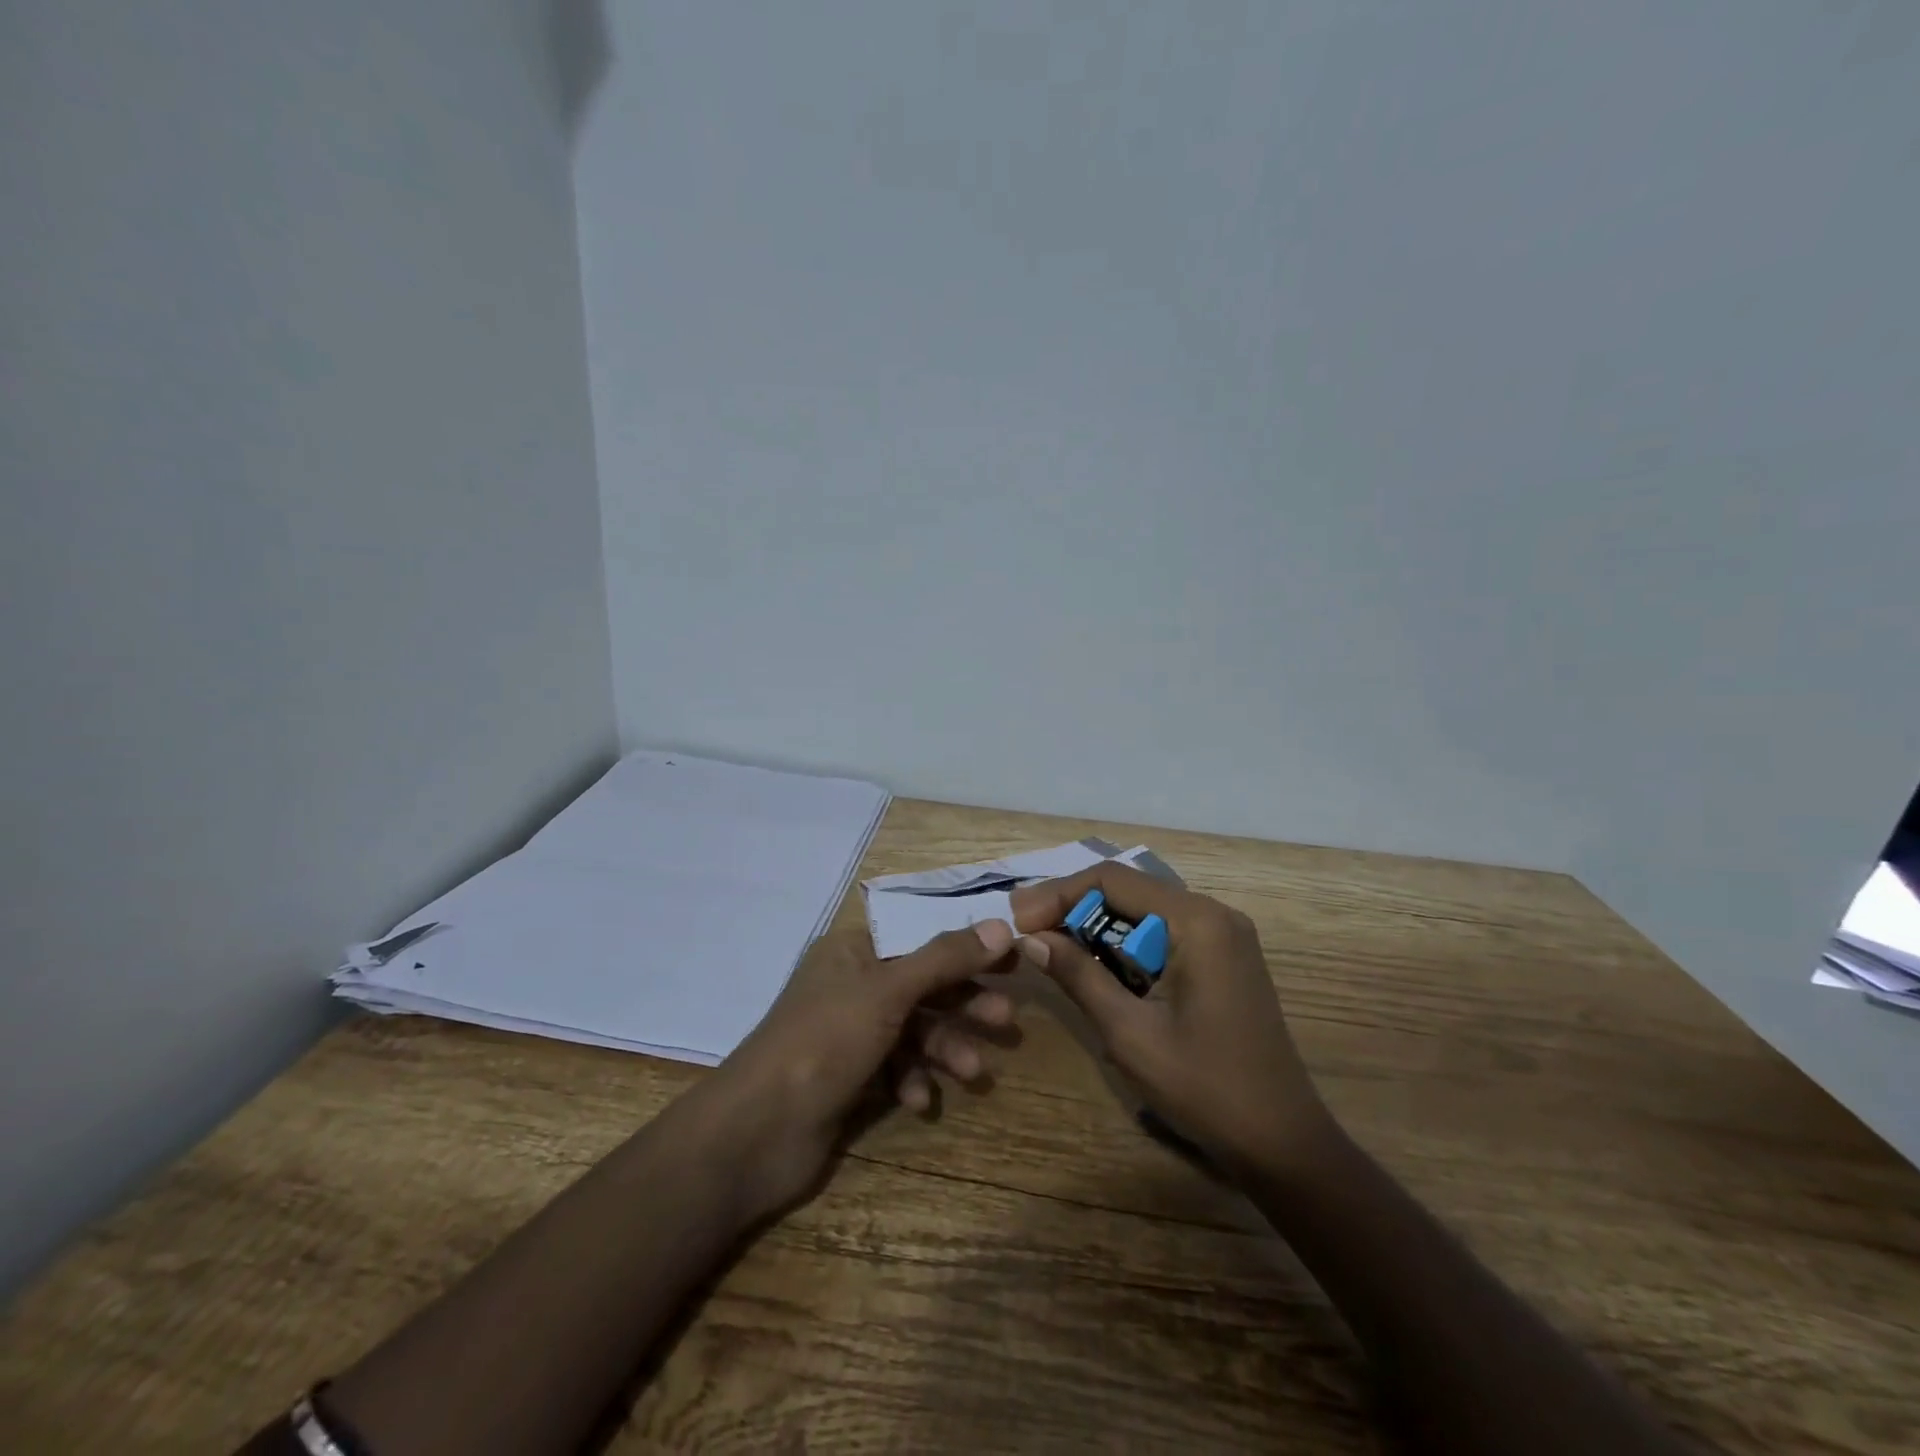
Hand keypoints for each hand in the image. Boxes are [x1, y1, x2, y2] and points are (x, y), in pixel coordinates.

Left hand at [705, 920, 1019, 1212]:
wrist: (757, 1132)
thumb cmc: (825, 1041)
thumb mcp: (889, 991)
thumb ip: (945, 958)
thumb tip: (998, 925)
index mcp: (852, 951)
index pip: (920, 936)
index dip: (965, 945)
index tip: (1010, 957)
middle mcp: (851, 985)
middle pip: (922, 984)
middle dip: (963, 1003)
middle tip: (1007, 1021)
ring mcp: (848, 1033)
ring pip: (912, 1030)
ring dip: (944, 1048)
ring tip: (974, 1073)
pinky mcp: (848, 1077)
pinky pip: (894, 1068)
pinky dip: (912, 1080)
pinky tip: (920, 1102)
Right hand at [1011, 864, 1330, 1174]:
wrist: (1281, 1142)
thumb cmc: (1204, 1088)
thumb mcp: (1129, 1033)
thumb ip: (1079, 976)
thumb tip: (1030, 938)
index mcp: (1197, 921)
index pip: (1112, 880)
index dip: (1058, 894)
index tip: (1018, 920)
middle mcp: (1214, 913)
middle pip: (1128, 889)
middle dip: (1073, 907)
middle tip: (1028, 933)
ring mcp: (1223, 934)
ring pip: (1143, 909)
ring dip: (1097, 924)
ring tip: (1051, 946)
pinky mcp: (1224, 956)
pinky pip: (1163, 931)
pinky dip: (1125, 941)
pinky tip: (1097, 963)